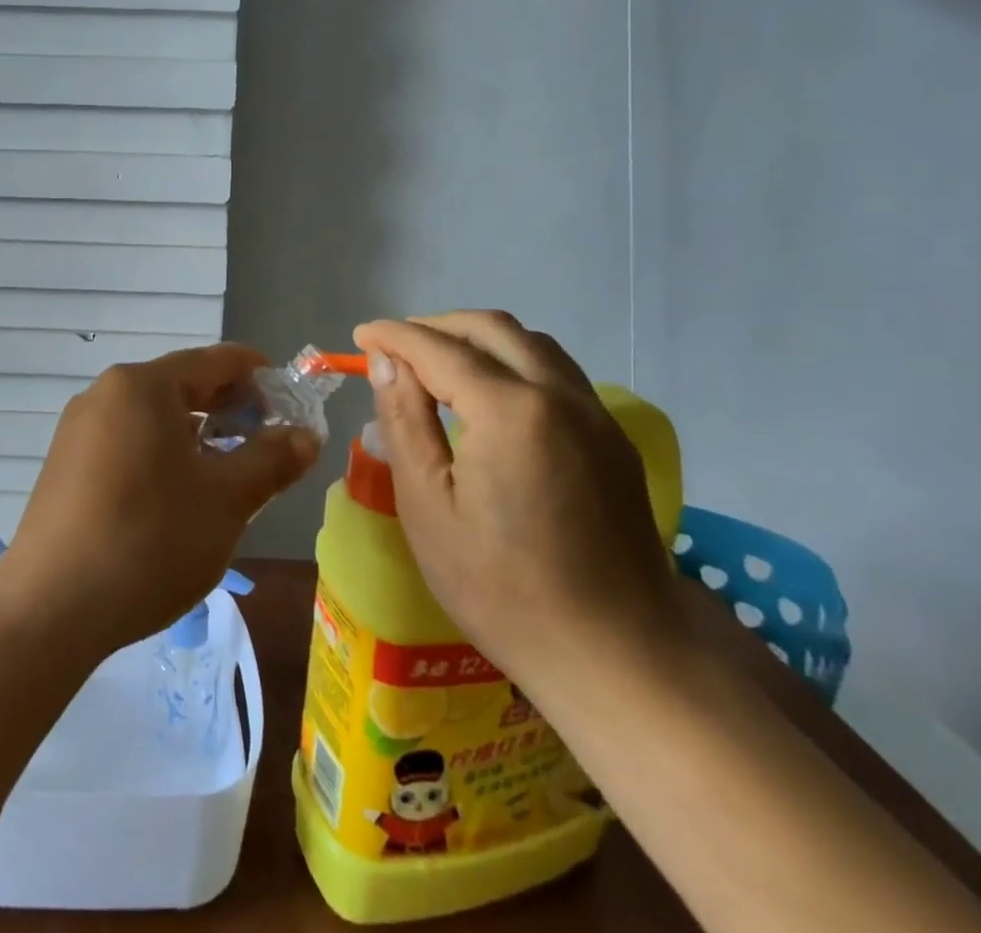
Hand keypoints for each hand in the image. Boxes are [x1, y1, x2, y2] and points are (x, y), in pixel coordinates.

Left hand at [0, 344, 319, 653]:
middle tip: (266, 449)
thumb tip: (305, 435)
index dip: (261, 377)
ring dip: (197, 436)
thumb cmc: (149, 541)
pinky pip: (126, 440)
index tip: (292, 407)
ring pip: (154, 416)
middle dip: (230, 410)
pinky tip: (175, 497)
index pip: (216, 360)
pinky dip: (161, 454)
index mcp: (143, 385)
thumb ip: (271, 460)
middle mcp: (106, 392)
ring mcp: (79, 427)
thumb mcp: (226, 501)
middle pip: (183, 385)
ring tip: (226, 477)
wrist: (50, 608)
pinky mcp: (65, 462)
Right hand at [352, 312, 682, 695]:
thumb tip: (387, 362)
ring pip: (530, 343)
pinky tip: (488, 394)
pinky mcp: (613, 438)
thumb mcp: (428, 507)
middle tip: (394, 348)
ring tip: (436, 364)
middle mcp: (559, 395)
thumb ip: (405, 421)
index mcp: (510, 411)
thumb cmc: (503, 588)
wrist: (619, 654)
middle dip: (435, 326)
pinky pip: (556, 372)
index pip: (439, 348)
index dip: (394, 336)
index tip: (360, 337)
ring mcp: (595, 414)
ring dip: (477, 339)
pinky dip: (512, 361)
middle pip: (491, 328)